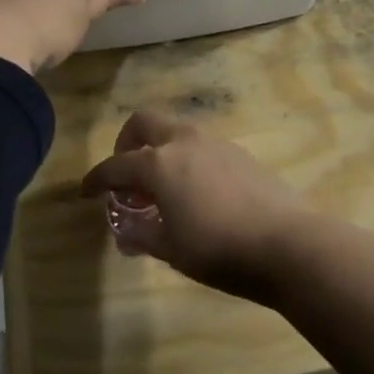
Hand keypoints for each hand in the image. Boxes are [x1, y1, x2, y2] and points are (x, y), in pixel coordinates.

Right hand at [80, 111, 310, 302]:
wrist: (287, 243)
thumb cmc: (218, 249)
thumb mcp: (170, 249)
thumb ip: (142, 234)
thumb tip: (127, 229)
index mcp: (159, 163)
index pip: (115, 166)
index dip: (96, 179)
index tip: (86, 192)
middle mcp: (184, 143)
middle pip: (145, 124)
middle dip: (127, 144)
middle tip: (127, 177)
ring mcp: (216, 144)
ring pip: (176, 132)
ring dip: (160, 151)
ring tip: (162, 190)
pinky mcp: (240, 154)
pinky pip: (201, 147)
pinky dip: (187, 160)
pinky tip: (196, 192)